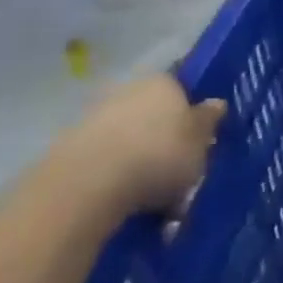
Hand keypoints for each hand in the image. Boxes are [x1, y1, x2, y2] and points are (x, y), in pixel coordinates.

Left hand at [57, 75, 225, 217]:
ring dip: (140, 159)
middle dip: (165, 137)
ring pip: (129, 137)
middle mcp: (127, 90)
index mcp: (163, 81)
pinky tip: (126, 201)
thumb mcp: (200, 141)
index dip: (192, 112)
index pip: (183, 88)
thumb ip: (209, 120)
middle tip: (180, 169)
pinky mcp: (67, 148)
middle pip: (154, 112)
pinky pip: (105, 159)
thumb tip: (215, 103)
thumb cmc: (158, 155)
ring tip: (154, 196)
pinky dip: (116, 175)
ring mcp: (93, 118)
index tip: (200, 138)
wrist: (84, 188)